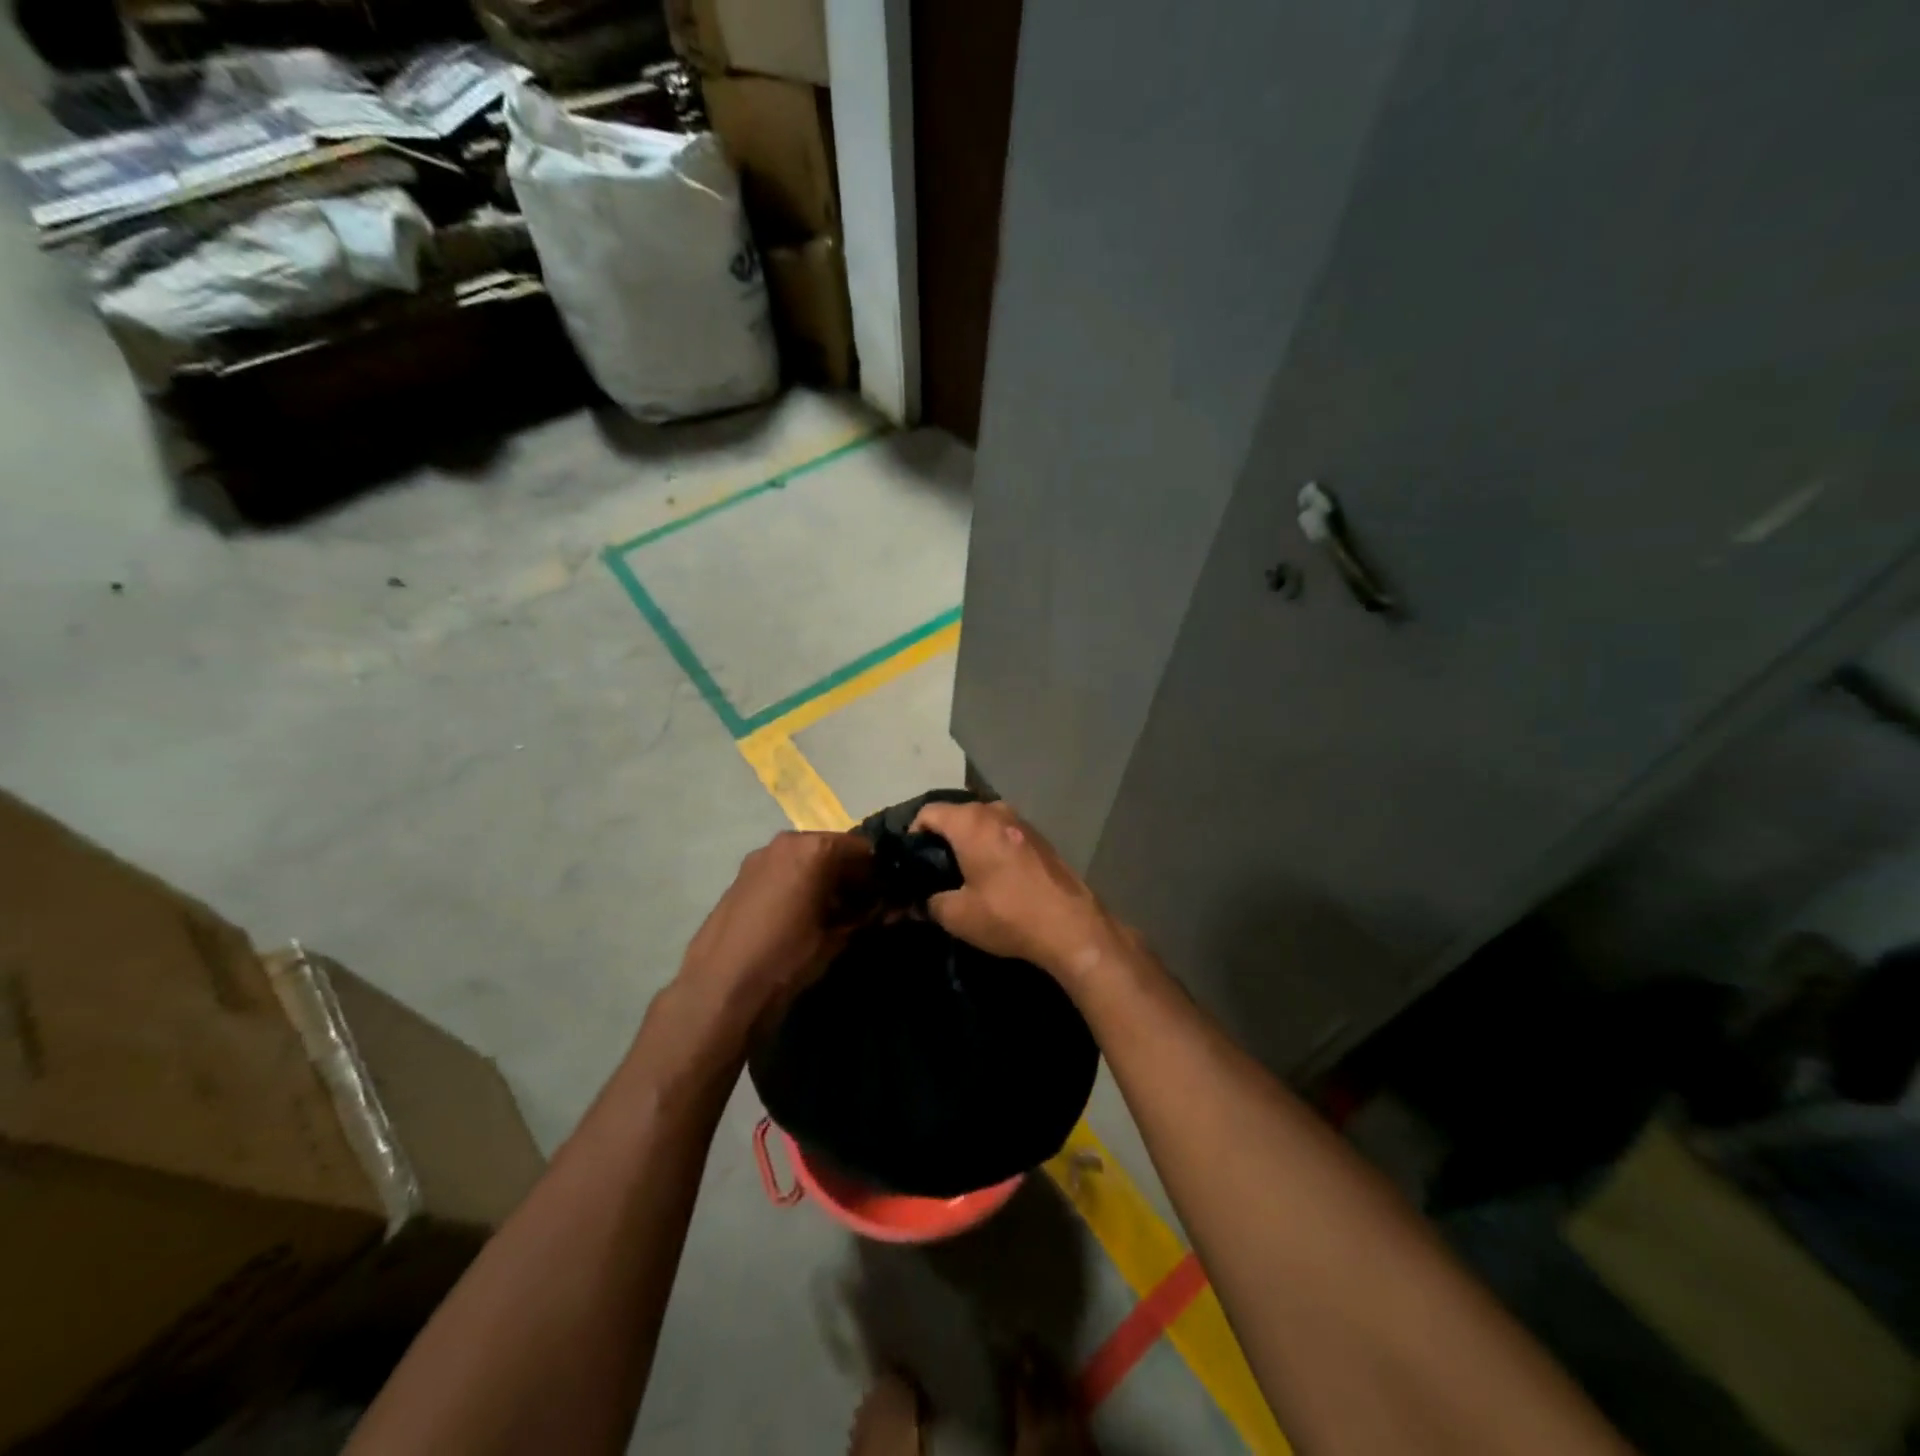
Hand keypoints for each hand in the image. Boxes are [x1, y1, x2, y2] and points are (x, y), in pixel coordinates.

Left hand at [676, 830, 872, 1025]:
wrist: (720, 986)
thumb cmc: (787, 957)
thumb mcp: (836, 939)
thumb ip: (863, 917)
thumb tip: (882, 909)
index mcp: (814, 848)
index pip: (862, 849)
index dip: (877, 873)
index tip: (884, 897)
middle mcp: (786, 842)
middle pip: (831, 850)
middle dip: (848, 874)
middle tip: (860, 907)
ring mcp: (759, 857)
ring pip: (804, 860)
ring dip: (821, 879)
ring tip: (828, 915)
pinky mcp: (740, 877)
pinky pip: (781, 871)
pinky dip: (796, 884)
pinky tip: (797, 917)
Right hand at [909, 800, 1121, 986]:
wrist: (1071, 926)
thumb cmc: (1007, 914)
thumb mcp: (957, 916)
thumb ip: (930, 903)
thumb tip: (920, 903)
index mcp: (971, 822)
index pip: (928, 813)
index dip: (912, 835)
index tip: (911, 862)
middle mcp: (996, 811)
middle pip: (956, 815)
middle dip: (942, 839)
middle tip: (933, 871)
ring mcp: (1022, 822)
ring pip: (982, 824)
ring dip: (969, 843)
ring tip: (963, 875)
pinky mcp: (1040, 838)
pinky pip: (1003, 834)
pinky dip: (992, 848)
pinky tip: (994, 877)